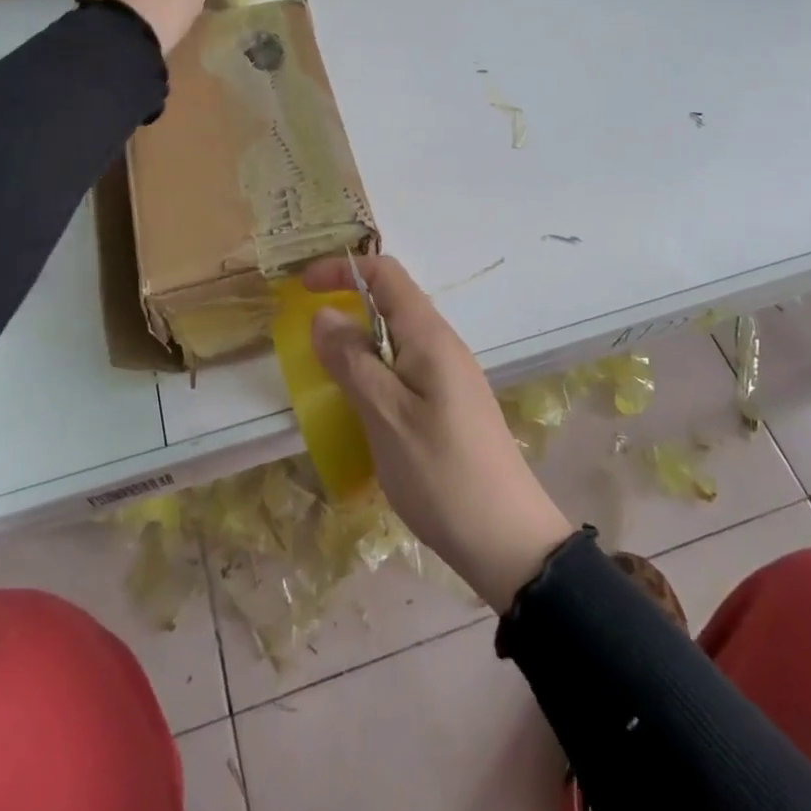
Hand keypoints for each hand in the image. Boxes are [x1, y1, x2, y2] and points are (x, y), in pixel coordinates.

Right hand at [303, 254, 574, 611]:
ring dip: (359, 344)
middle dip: (347, 306)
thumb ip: (352, 361)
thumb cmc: (441, 473)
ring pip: (396, 339)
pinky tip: (361, 408)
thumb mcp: (386, 416)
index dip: (343, 270)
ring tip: (328, 376)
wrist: (507, 540)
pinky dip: (375, 373)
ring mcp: (450, 376)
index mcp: (430, 336)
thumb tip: (324, 314)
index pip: (387, 274)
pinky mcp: (450, 404)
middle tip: (308, 340)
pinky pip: (405, 369)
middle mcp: (444, 345)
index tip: (303, 288)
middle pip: (391, 303)